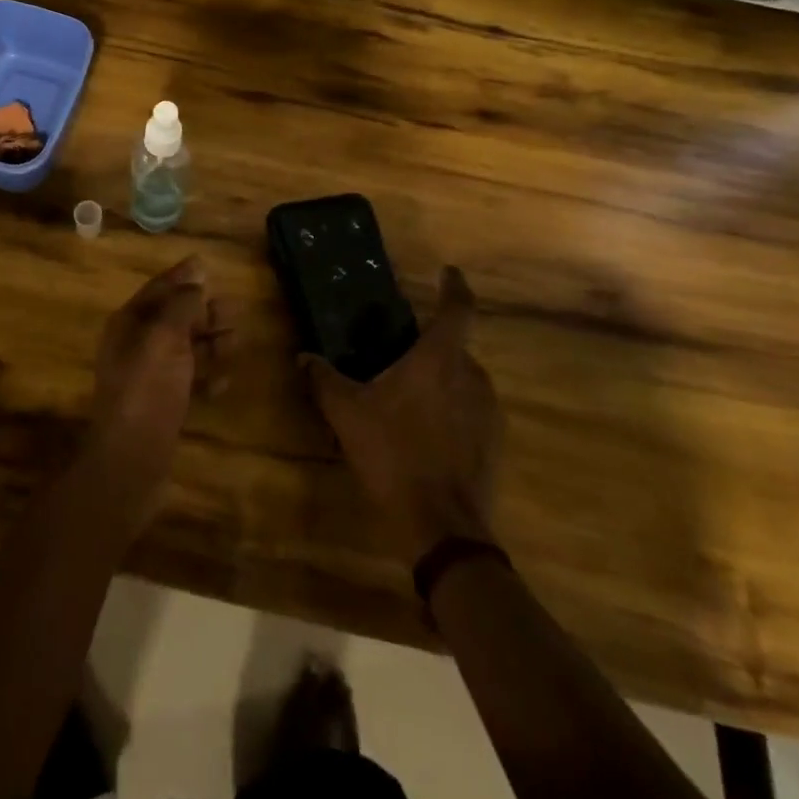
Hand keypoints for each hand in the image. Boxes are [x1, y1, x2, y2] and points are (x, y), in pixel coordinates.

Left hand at [87, 256, 236, 519]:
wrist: (131, 460)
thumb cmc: (147, 389)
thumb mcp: (165, 337)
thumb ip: (182, 304)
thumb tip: (197, 275)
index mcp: (129, 324)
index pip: (158, 290)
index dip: (182, 277)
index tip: (207, 264)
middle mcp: (136, 346)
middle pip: (174, 318)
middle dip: (204, 312)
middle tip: (236, 309)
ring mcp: (149, 377)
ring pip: (185, 349)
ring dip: (211, 343)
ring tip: (238, 341)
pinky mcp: (162, 405)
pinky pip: (188, 381)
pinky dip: (207, 376)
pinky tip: (224, 381)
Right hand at [304, 266, 501, 565]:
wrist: (441, 526)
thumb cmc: (394, 454)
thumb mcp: (348, 414)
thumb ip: (325, 380)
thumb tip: (304, 357)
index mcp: (440, 359)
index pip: (457, 308)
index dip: (454, 286)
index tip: (449, 272)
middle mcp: (472, 376)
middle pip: (456, 348)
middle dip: (431, 348)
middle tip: (401, 357)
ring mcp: (489, 411)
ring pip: (464, 381)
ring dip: (441, 382)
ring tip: (409, 399)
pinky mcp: (494, 442)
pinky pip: (471, 411)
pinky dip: (452, 411)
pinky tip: (425, 433)